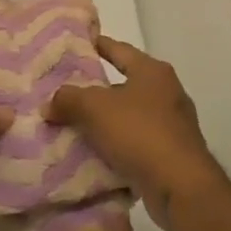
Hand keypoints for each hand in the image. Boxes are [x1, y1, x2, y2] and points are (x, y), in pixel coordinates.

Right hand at [47, 35, 226, 230]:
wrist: (181, 186)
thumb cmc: (140, 133)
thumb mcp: (95, 109)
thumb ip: (68, 99)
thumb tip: (50, 103)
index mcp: (153, 71)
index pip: (119, 49)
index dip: (97, 45)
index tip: (77, 44)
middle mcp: (167, 92)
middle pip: (125, 83)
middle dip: (97, 88)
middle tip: (67, 90)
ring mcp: (173, 124)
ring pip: (130, 115)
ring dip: (107, 120)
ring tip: (75, 124)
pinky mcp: (172, 153)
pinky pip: (137, 141)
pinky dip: (118, 145)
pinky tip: (96, 153)